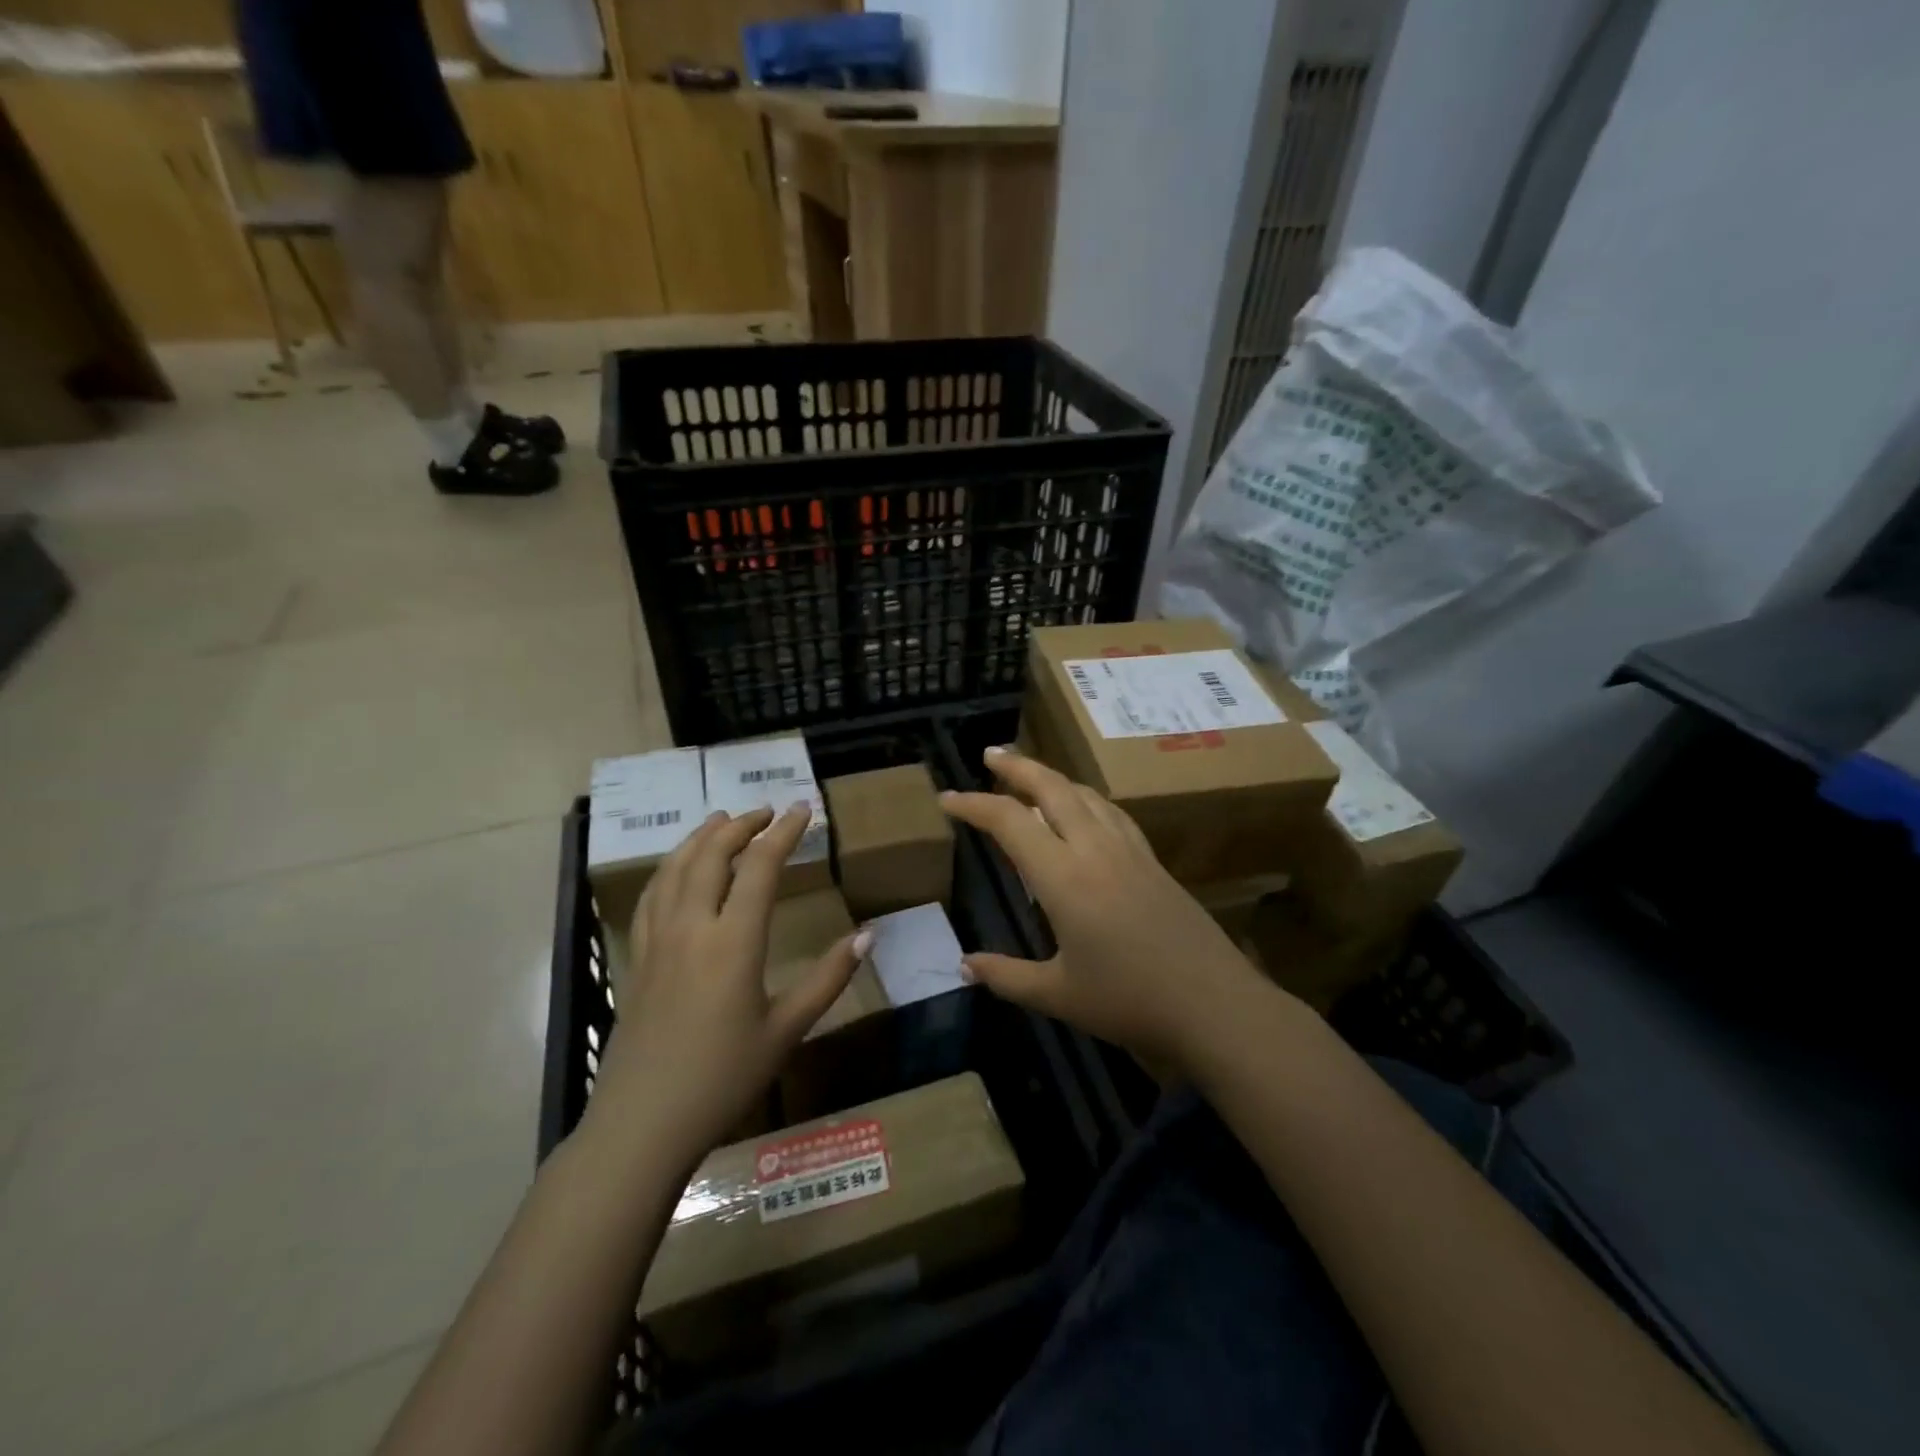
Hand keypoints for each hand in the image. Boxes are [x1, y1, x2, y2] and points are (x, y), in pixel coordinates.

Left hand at [582, 806, 865, 1170]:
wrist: (643, 1123)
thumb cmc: (724, 1078)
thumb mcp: (787, 1030)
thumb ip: (828, 978)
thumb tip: (868, 936)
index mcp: (733, 941)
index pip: (761, 866)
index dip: (784, 832)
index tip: (802, 809)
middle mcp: (692, 927)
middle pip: (712, 854)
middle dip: (741, 825)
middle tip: (766, 811)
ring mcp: (658, 940)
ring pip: (676, 868)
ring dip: (701, 837)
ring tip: (722, 821)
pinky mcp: (637, 957)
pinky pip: (651, 895)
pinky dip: (670, 868)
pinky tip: (678, 870)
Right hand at [940, 746, 1274, 1076]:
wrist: (1214, 1005)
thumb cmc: (1129, 1001)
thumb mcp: (1057, 995)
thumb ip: (1006, 976)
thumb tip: (964, 965)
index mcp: (1063, 877)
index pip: (1009, 822)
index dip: (973, 805)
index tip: (947, 799)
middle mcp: (1094, 849)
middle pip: (1052, 788)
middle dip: (1017, 767)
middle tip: (991, 754)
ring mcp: (1129, 850)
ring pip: (1085, 794)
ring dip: (1053, 777)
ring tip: (1031, 775)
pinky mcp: (1152, 860)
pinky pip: (1111, 812)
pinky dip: (1085, 798)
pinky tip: (1084, 809)